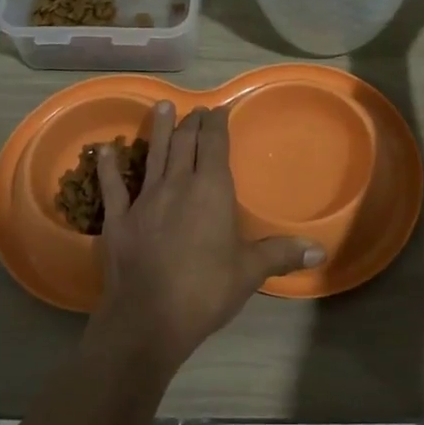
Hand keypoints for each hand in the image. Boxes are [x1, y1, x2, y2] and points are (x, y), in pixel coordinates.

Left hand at [90, 102, 322, 370]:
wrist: (149, 319)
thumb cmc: (206, 291)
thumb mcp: (249, 272)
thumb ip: (281, 254)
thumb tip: (320, 250)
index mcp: (211, 190)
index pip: (214, 145)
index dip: (216, 124)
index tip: (218, 109)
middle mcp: (177, 185)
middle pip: (184, 143)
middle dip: (191, 123)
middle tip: (195, 109)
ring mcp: (144, 199)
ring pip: (153, 154)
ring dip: (157, 129)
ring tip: (161, 106)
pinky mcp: (118, 219)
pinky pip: (112, 186)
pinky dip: (108, 166)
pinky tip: (103, 150)